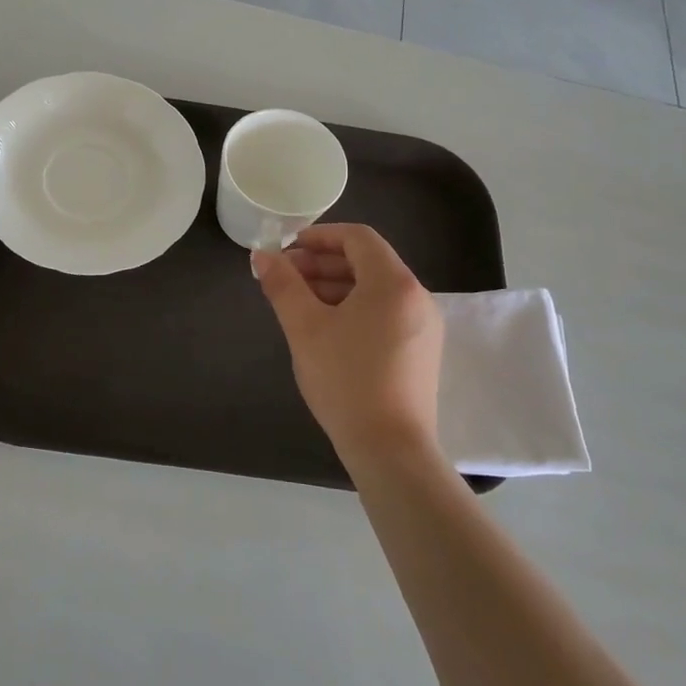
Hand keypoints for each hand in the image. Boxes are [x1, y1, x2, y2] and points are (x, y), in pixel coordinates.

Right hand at [252, 224, 442, 461]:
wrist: (390, 448)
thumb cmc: (345, 380)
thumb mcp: (305, 328)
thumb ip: (283, 285)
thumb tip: (262, 256)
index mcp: (393, 283)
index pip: (357, 237)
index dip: (319, 236)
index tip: (287, 248)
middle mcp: (416, 296)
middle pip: (367, 262)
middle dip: (323, 263)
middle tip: (285, 277)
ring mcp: (424, 325)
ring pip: (375, 289)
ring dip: (336, 286)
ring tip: (299, 303)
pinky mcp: (421, 351)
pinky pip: (385, 312)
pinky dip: (355, 308)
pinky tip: (327, 328)